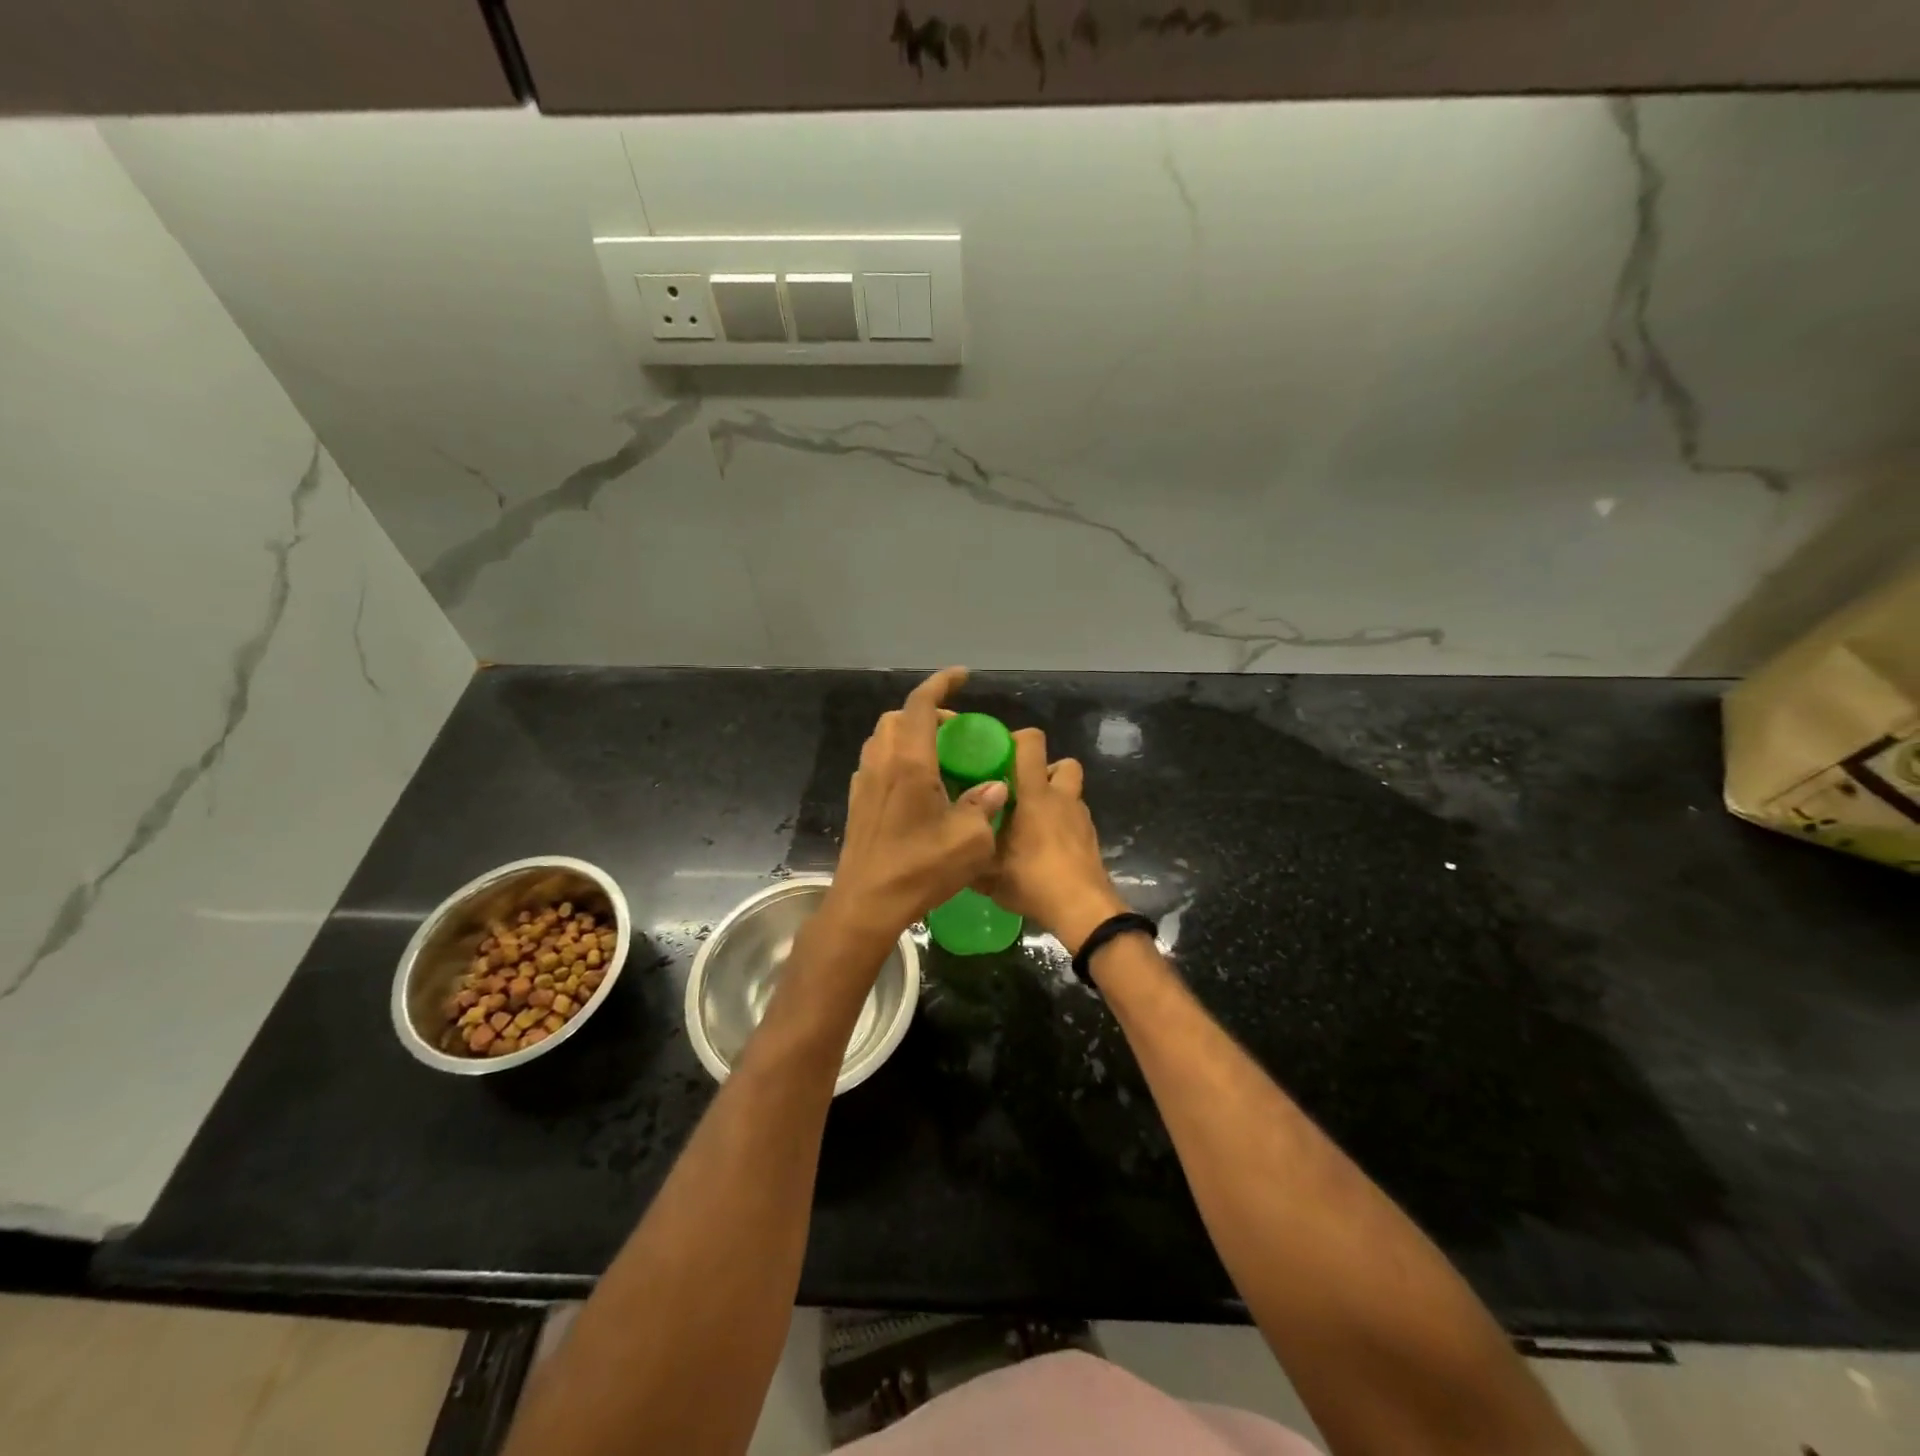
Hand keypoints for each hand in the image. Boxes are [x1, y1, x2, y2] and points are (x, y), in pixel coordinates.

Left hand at [821, 667, 1008, 950]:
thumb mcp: (970, 840)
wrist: (866, 904)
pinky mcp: (857, 803)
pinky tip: (916, 786)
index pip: (921, 705)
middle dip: (927, 713)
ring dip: (909, 735)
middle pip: (899, 717)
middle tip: (955, 733)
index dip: (941, 684)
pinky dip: (897, 758)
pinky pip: (876, 763)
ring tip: (937, 757)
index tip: (962, 677)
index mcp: (910, 763)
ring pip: (883, 738)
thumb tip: (993, 788)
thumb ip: (984, 806)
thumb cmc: (920, 869)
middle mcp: (882, 763)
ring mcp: (864, 783)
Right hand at [975, 727, 1127, 953]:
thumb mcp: (988, 872)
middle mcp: (1062, 798)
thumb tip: (952, 841)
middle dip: (1043, 770)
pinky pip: (1074, 818)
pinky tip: (1044, 848)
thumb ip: (970, 851)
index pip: (1032, 743)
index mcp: (1036, 795)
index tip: (996, 754)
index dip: (1016, 739)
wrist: (1082, 910)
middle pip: (1063, 763)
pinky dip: (1061, 824)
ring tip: (1029, 823)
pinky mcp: (1090, 839)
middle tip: (1019, 790)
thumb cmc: (1033, 881)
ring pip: (1070, 792)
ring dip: (1053, 798)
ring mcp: (1081, 818)